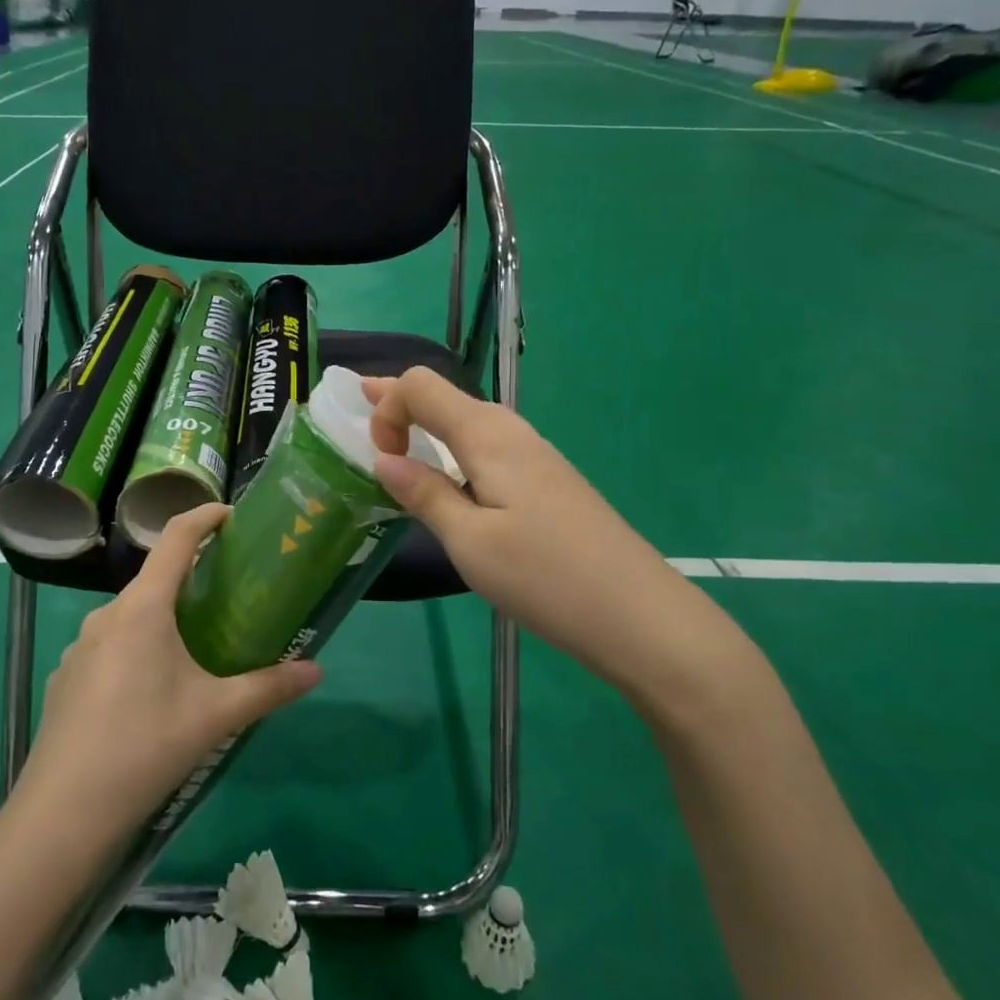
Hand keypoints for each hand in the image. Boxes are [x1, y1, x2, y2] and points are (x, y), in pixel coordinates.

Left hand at [18, 503, 323, 834]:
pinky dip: (138, 649)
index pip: (176, 539)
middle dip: (192, 580)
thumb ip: (269, 687)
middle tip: (230, 597)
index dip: (205, 517)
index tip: (232, 515)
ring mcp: (80, 647)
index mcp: (143, 608)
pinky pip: (111, 646)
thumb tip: (317, 670)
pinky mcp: (68, 678)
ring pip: (132, 616)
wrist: (64, 812)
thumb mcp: (216, 714)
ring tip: (197, 649)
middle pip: (155, 580)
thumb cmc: (146, 745)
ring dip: (164, 619)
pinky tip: (152, 693)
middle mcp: (107, 616)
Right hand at [364, 368, 728, 694]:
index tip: (379, 460)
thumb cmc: (544, 576)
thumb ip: (424, 494)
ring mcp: (534, 455)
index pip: (420, 386)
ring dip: (426, 426)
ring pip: (467, 422)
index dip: (386, 408)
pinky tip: (449, 479)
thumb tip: (384, 460)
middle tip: (360, 411)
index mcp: (486, 435)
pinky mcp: (547, 480)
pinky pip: (487, 447)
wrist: (638, 614)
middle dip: (399, 403)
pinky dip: (453, 450)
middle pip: (444, 395)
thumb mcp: (469, 541)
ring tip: (396, 444)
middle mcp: (510, 431)